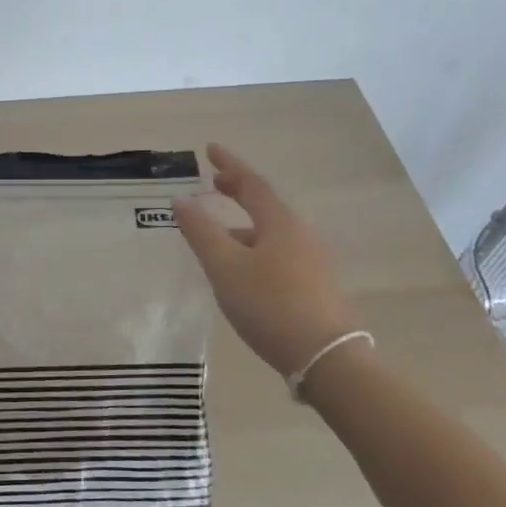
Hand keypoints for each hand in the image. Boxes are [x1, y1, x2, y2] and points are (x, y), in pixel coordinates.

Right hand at [173, 143, 357, 378]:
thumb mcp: (224, 267)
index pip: (251, 183)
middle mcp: (301, 234)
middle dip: (238, 193)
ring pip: (271, 234)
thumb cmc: (268, 304)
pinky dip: (256, 250)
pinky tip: (243, 274)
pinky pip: (279, 255)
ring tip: (218, 240)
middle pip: (265, 206)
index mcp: (280, 222)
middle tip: (214, 186)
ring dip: (244, 228)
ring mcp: (313, 261)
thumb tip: (181, 200)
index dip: (229, 165)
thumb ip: (200, 232)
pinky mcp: (316, 286)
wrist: (324, 356)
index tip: (209, 149)